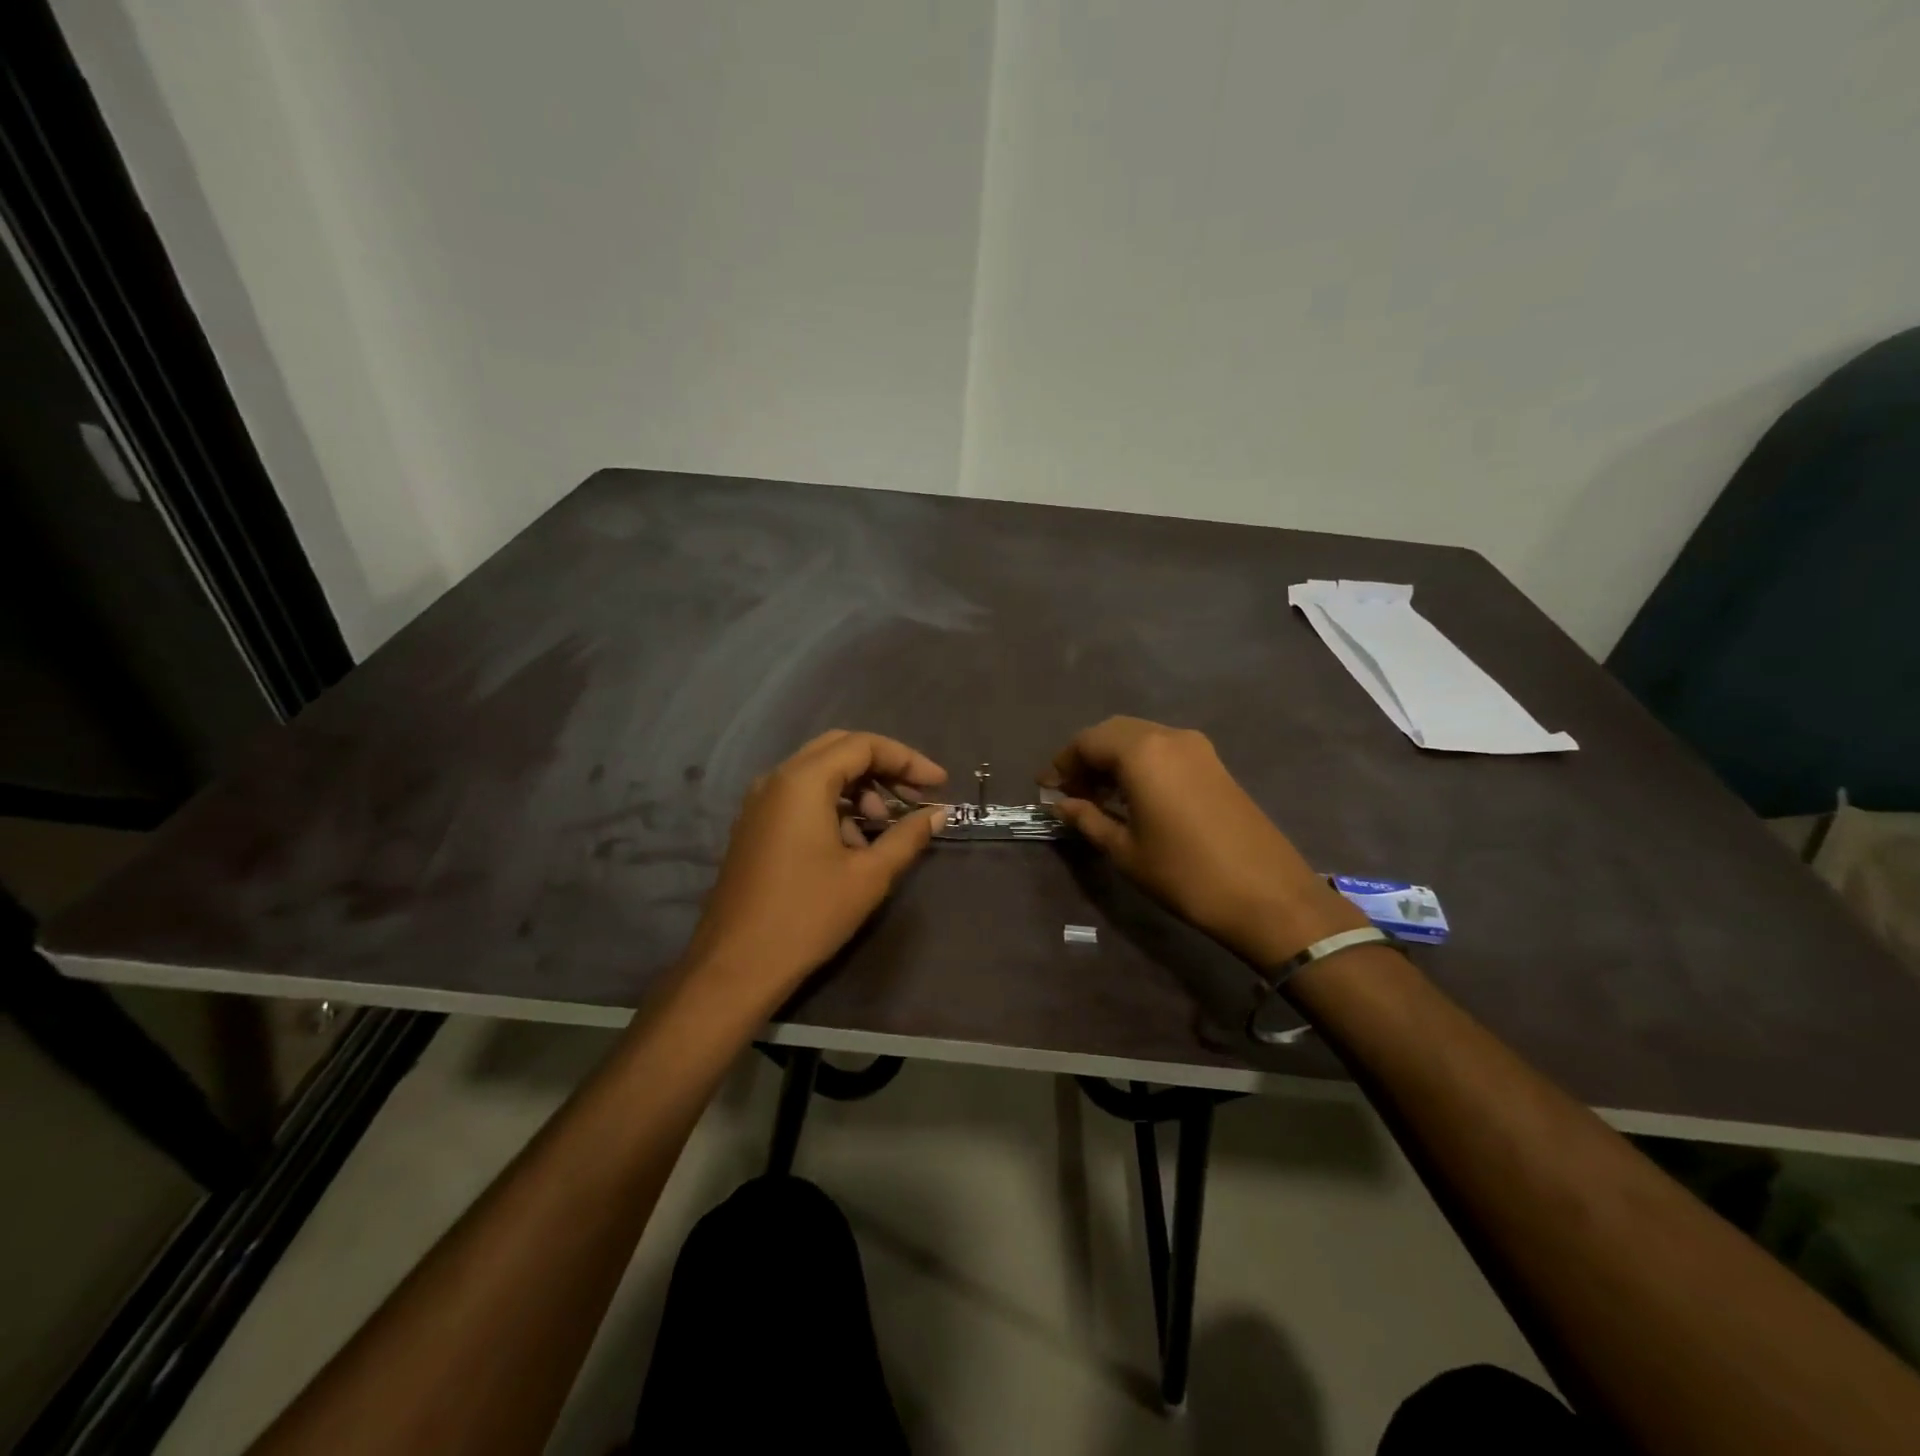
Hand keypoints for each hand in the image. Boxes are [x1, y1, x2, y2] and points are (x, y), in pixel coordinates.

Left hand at [686, 730, 946, 1003]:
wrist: (736, 965)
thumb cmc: (808, 916)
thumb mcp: (868, 876)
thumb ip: (907, 836)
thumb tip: (937, 813)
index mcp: (802, 781)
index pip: (863, 745)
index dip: (907, 759)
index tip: (939, 784)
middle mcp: (777, 779)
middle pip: (839, 750)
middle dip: (882, 767)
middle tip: (915, 794)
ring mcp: (760, 802)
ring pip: (818, 773)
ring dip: (858, 788)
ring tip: (883, 826)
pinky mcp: (754, 825)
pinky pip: (800, 796)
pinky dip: (833, 805)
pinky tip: (852, 843)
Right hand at [1044, 717, 1360, 967]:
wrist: (1268, 895)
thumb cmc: (1185, 874)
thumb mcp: (1126, 851)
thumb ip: (1088, 819)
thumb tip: (1061, 804)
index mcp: (1142, 752)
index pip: (1087, 741)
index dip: (1062, 763)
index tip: (1046, 790)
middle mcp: (1169, 737)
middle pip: (1114, 733)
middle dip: (1086, 758)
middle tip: (1070, 792)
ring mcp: (1197, 748)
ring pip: (1140, 738)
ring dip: (1113, 760)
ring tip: (1096, 797)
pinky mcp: (1215, 764)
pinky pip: (1164, 750)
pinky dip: (1140, 764)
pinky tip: (1132, 796)